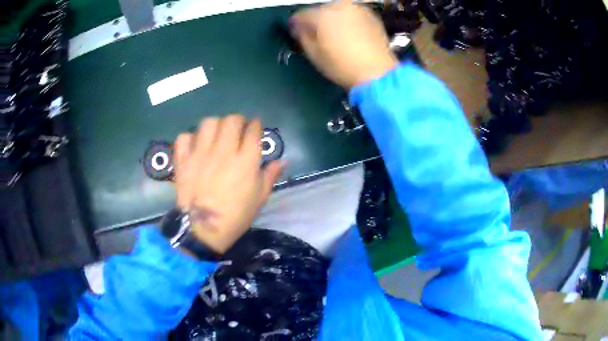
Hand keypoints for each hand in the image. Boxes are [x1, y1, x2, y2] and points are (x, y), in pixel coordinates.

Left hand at [173, 115, 282, 253]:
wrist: (203, 230)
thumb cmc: (236, 215)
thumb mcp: (259, 198)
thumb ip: (270, 176)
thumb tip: (282, 161)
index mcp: (246, 161)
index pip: (253, 130)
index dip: (255, 124)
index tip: (255, 126)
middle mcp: (223, 151)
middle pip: (231, 120)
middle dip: (237, 121)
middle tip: (237, 130)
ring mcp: (200, 154)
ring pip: (208, 123)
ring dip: (215, 125)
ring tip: (216, 135)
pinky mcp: (183, 160)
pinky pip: (184, 137)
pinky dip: (190, 138)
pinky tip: (195, 146)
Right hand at [290, 0, 398, 88]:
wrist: (377, 71)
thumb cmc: (342, 65)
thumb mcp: (314, 54)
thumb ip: (302, 36)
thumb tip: (298, 28)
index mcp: (321, 15)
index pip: (301, 14)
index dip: (296, 23)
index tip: (295, 31)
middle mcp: (338, 6)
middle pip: (320, 10)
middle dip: (316, 20)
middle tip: (317, 34)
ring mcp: (356, 8)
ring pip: (337, 9)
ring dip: (333, 18)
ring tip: (336, 34)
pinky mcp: (370, 14)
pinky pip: (352, 13)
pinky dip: (348, 20)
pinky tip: (350, 33)